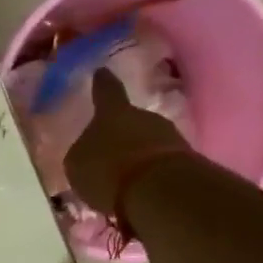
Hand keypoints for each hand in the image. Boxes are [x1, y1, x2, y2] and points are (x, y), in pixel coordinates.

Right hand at [63, 68, 191, 213]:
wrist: (156, 190)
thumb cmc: (107, 170)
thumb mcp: (78, 165)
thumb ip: (83, 154)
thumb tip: (89, 152)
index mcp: (111, 113)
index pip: (105, 91)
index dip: (102, 83)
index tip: (101, 72)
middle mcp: (143, 116)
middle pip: (130, 120)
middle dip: (121, 133)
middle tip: (110, 151)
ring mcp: (168, 135)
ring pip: (147, 141)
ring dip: (136, 155)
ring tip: (124, 177)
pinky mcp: (184, 159)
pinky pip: (159, 162)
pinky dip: (149, 173)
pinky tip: (139, 190)